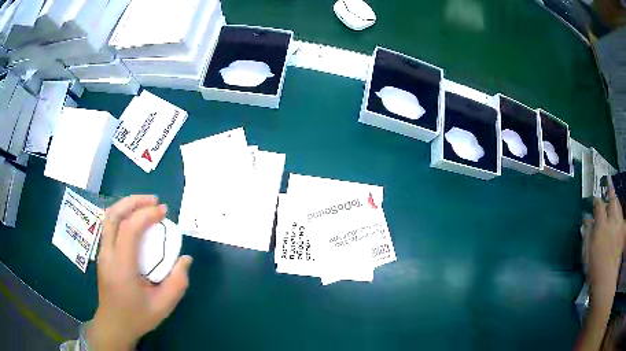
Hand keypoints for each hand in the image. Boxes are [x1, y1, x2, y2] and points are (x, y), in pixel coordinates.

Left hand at [86, 195, 191, 349]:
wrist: (114, 325)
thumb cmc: (137, 317)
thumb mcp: (163, 306)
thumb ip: (177, 282)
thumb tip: (185, 258)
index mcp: (121, 267)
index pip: (129, 229)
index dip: (146, 214)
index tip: (164, 212)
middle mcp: (108, 254)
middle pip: (113, 215)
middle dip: (134, 201)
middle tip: (154, 201)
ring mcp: (102, 252)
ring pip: (108, 217)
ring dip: (126, 205)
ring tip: (145, 205)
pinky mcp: (102, 253)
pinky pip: (109, 226)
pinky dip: (122, 215)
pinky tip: (135, 220)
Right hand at [588, 182, 624, 308]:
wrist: (606, 283)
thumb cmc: (594, 271)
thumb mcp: (587, 255)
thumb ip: (587, 234)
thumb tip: (586, 219)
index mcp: (601, 227)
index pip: (599, 206)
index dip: (597, 201)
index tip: (595, 199)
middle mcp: (612, 222)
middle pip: (612, 201)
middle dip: (610, 191)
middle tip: (609, 182)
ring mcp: (620, 226)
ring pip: (619, 207)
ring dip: (617, 201)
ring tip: (615, 197)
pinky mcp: (623, 233)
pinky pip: (623, 219)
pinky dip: (622, 217)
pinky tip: (621, 218)